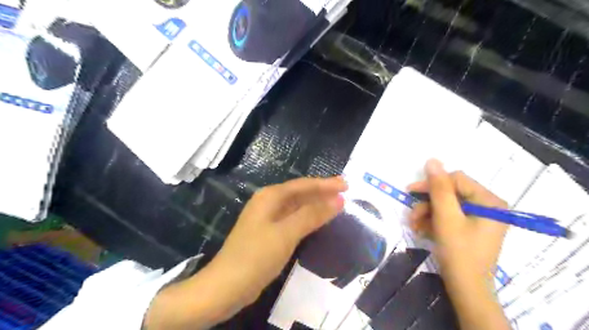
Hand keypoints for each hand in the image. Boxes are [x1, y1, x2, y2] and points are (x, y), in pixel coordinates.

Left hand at [213, 176, 345, 303]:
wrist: (227, 286)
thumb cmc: (256, 255)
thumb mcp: (287, 233)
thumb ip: (312, 214)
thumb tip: (338, 199)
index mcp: (270, 196)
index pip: (303, 185)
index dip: (325, 184)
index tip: (346, 185)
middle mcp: (268, 203)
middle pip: (300, 193)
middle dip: (322, 193)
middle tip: (345, 194)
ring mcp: (268, 218)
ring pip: (297, 206)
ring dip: (316, 205)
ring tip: (336, 205)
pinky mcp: (269, 233)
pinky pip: (293, 219)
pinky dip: (307, 218)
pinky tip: (318, 221)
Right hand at [408, 160, 508, 280]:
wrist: (466, 289)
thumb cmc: (459, 252)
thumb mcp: (446, 218)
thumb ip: (439, 188)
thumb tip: (432, 160)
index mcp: (489, 200)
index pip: (456, 180)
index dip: (431, 184)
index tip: (409, 191)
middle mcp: (488, 205)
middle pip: (450, 193)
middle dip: (427, 204)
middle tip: (412, 215)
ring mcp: (479, 217)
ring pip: (445, 205)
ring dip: (426, 214)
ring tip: (414, 227)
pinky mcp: (470, 227)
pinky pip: (448, 217)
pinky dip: (433, 222)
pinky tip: (422, 231)